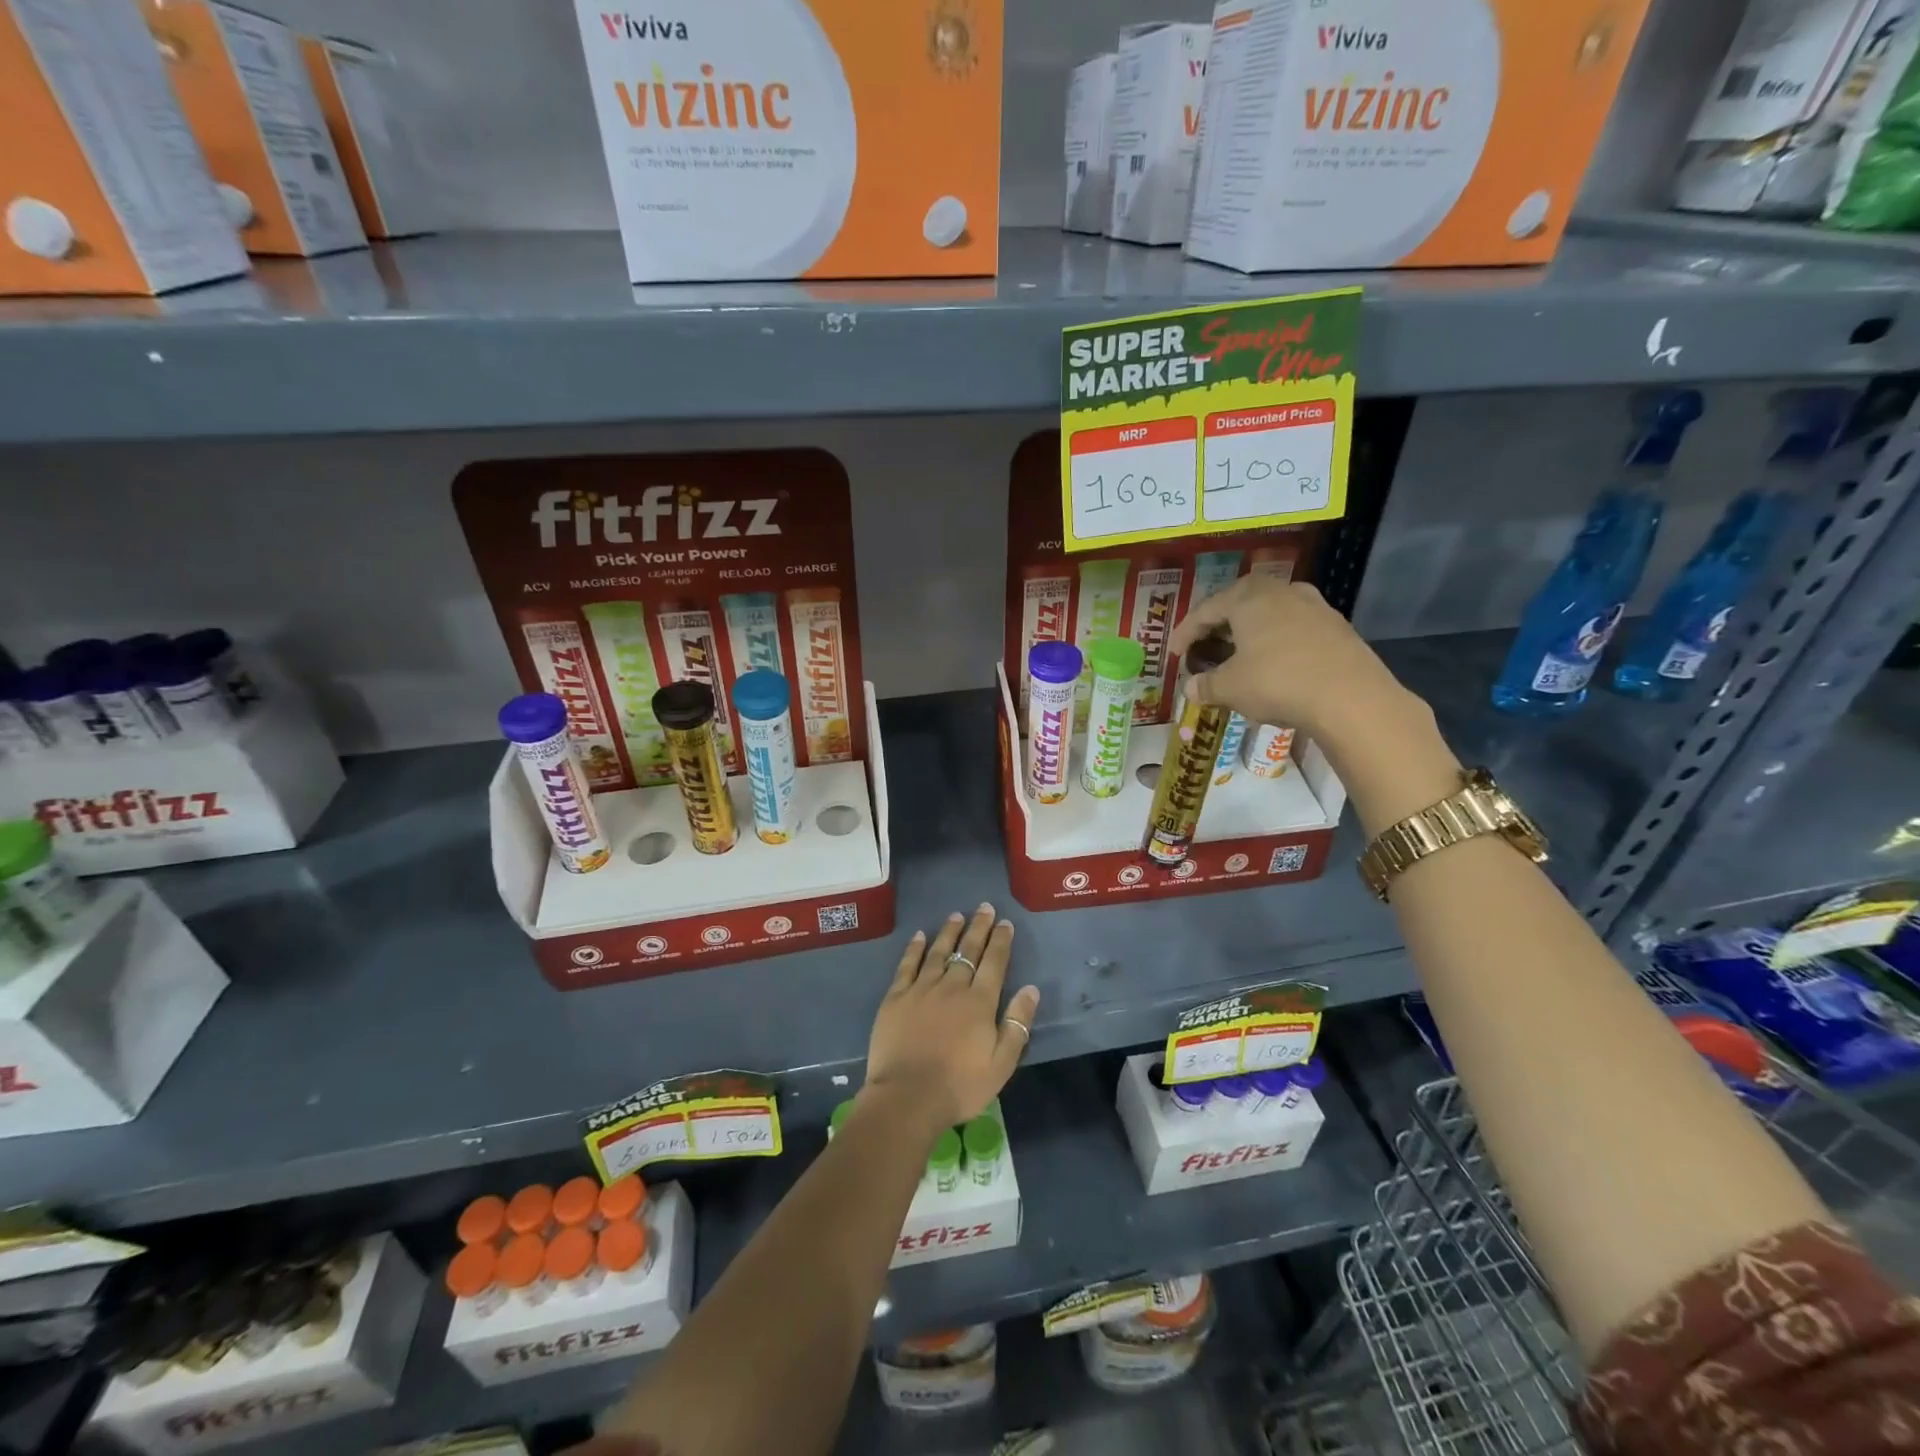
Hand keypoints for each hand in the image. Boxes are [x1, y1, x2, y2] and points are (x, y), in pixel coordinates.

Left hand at [864, 904, 1040, 1134]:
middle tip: (984, 907)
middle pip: (968, 951)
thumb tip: (1031, 989)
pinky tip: (920, 936)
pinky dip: (915, 948)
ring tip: (957, 915)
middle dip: (979, 927)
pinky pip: (907, 965)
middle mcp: (952, 987)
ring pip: (939, 952)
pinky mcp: (896, 997)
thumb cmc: (960, 1086)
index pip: (994, 963)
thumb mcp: (1001, 1063)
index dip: (1001, 941)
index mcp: (980, 1002)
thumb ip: (1017, 1024)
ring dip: (949, 932)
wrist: (907, 1097)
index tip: (1005, 923)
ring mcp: (922, 989)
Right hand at [1167, 576, 1411, 740]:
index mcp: (1249, 597)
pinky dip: (1276, 643)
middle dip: (1219, 626)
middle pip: (1240, 604)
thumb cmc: (1277, 682)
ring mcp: (1314, 606)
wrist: (1351, 697)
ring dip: (1250, 634)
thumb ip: (1206, 685)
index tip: (1174, 653)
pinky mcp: (1337, 628)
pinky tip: (1274, 666)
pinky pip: (1294, 630)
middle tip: (1205, 647)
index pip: (1206, 609)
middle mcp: (1281, 591)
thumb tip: (1191, 689)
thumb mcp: (1230, 688)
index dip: (1185, 632)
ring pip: (1270, 615)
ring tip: (1239, 656)